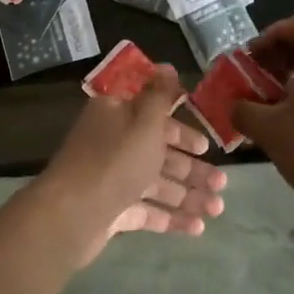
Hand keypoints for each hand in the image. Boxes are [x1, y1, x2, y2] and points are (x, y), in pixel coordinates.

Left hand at [28, 67, 226, 266]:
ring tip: (218, 208)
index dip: (181, 129)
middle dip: (192, 168)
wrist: (71, 215)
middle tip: (221, 183)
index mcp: (116, 115)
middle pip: (158, 152)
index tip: (206, 144)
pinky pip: (147, 210)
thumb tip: (166, 66)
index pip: (153, 115)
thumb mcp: (144, 120)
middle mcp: (112, 143)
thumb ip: (160, 95)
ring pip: (156, 183)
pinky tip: (198, 227)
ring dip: (188, 194)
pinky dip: (171, 216)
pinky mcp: (111, 210)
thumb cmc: (115, 160)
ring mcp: (111, 179)